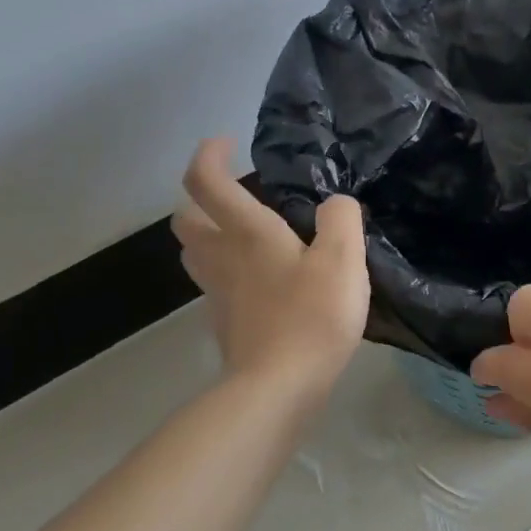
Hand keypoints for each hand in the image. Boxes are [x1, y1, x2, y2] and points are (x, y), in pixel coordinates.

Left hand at [172, 138, 368, 397]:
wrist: (279, 387)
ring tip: (246, 238)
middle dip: (200, 201)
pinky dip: (229, 275)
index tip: (225, 143)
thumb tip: (334, 204)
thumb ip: (342, 221)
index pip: (206, 181)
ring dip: (209, 237)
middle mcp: (222, 258)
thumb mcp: (343, 261)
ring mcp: (218, 295)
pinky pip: (216, 287)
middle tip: (234, 198)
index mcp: (247, 233)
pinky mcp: (225, 325)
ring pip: (196, 255)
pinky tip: (260, 286)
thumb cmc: (312, 317)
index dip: (208, 155)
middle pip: (186, 220)